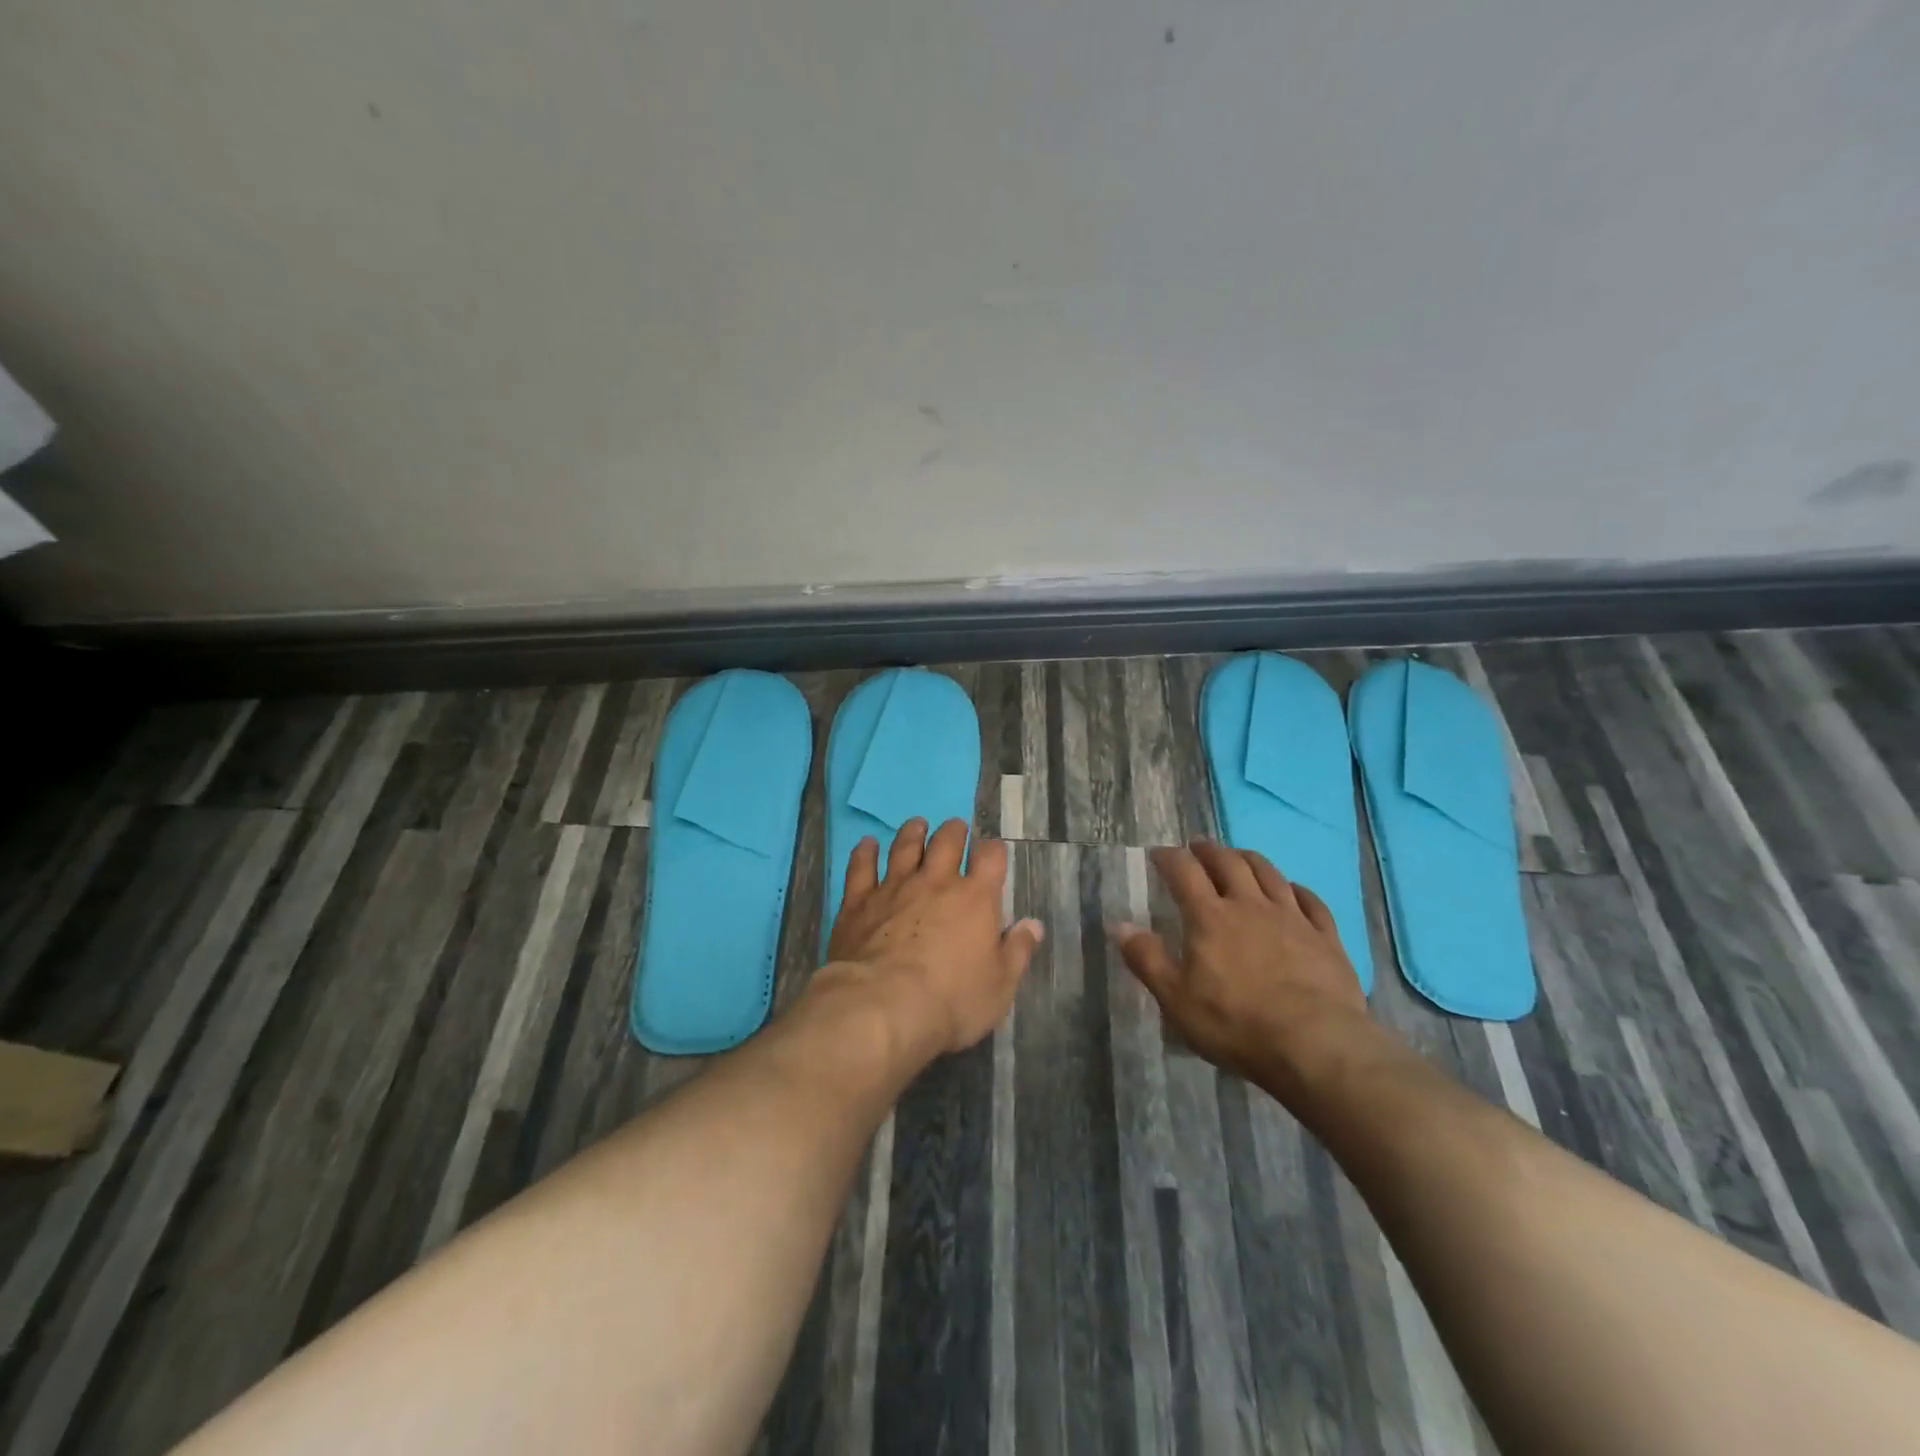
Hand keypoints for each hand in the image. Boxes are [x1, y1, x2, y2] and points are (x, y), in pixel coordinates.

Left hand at [823, 818, 1044, 1055]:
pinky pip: (861, 867)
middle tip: (955, 829)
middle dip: (953, 832)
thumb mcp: (999, 986)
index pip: (991, 858)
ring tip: (917, 825)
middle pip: (946, 841)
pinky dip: (864, 853)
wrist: (882, 1006)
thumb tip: (1033, 925)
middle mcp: (935, 882)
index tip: (993, 852)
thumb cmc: (951, 1000)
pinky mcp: (858, 901)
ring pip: (904, 847)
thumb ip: (1017, 951)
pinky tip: (867, 844)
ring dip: (913, 833)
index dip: (993, 850)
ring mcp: (894, 887)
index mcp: (975, 898)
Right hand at [1112, 840, 1377, 1102]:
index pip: (1184, 872)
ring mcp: (1292, 918)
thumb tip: (1119, 925)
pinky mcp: (1326, 937)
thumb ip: (1147, 959)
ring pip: (1269, 873)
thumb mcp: (1176, 999)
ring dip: (1249, 859)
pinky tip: (1292, 890)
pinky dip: (1296, 888)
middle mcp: (1250, 905)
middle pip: (1228, 863)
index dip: (1169, 858)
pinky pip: (1310, 901)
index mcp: (1210, 917)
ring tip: (1238, 856)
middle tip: (1197, 848)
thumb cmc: (1235, 1023)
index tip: (1159, 853)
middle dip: (1208, 851)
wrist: (1315, 1045)